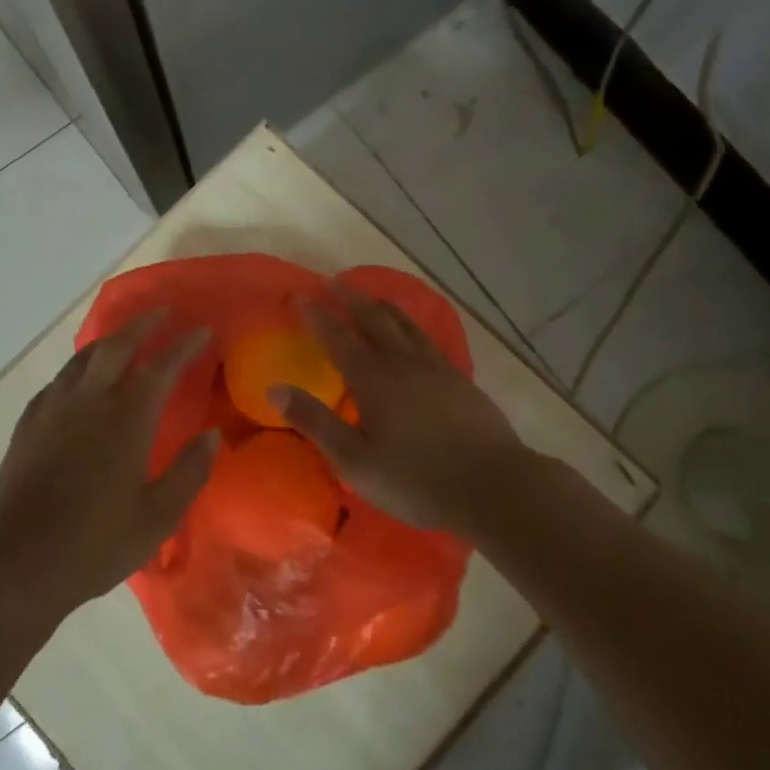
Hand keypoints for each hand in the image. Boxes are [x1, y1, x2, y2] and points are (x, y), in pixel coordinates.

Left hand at [0, 310, 216, 618]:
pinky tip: (78, 382)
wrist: (18, 563)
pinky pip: (58, 381)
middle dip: (142, 325)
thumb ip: (189, 471)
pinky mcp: (27, 425)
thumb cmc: (96, 543)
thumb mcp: (158, 517)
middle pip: (116, 346)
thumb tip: (211, 436)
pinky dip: (77, 369)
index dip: (183, 346)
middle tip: (162, 313)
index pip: (161, 367)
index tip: (201, 330)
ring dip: (107, 341)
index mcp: (125, 419)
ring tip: (122, 339)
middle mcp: (89, 401)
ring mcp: (52, 410)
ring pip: (83, 358)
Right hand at [269, 285, 523, 537]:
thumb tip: (275, 390)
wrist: (494, 485)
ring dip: (381, 305)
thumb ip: (315, 422)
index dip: (316, 315)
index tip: (298, 296)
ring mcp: (436, 367)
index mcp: (373, 378)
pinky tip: (413, 333)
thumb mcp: (355, 461)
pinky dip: (410, 325)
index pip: (337, 336)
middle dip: (349, 298)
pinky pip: (427, 338)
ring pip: (404, 323)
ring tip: (369, 296)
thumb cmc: (416, 479)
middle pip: (373, 318)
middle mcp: (403, 362)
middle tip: (332, 283)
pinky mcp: (459, 379)